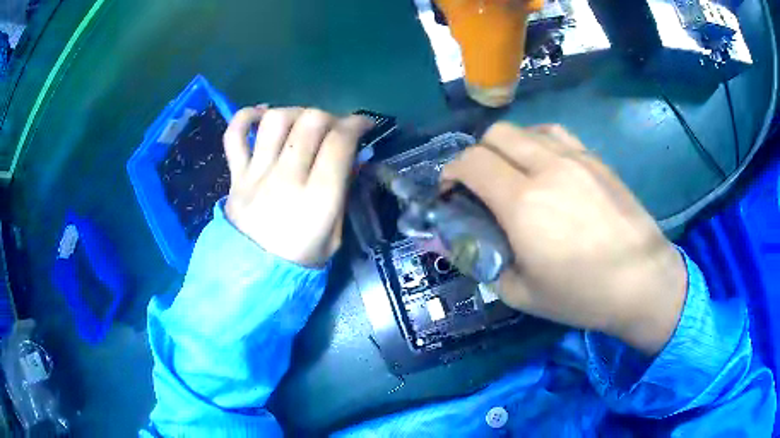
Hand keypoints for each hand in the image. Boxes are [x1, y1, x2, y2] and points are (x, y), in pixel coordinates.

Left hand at [223, 106, 372, 266]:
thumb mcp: (335, 235)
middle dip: (330, 116)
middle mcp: (286, 179)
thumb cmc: (301, 260)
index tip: (364, 125)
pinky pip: (234, 135)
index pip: (339, 143)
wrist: (254, 276)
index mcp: (317, 199)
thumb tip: (351, 157)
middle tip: (333, 128)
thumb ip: (343, 192)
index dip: (357, 124)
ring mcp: (256, 175)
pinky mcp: (235, 175)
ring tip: (302, 123)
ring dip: (296, 112)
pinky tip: (264, 115)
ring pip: (275, 120)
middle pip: (310, 122)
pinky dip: (248, 116)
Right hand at [442, 123, 687, 354]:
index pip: (472, 163)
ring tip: (514, 173)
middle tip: (481, 184)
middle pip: (495, 134)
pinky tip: (546, 166)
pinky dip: (538, 143)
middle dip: (477, 155)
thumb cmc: (582, 295)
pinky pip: (555, 134)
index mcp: (524, 203)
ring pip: (526, 129)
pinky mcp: (595, 159)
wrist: (642, 281)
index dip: (451, 172)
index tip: (451, 192)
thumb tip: (462, 240)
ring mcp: (576, 158)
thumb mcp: (521, 293)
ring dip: (508, 147)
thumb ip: (484, 261)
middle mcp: (547, 168)